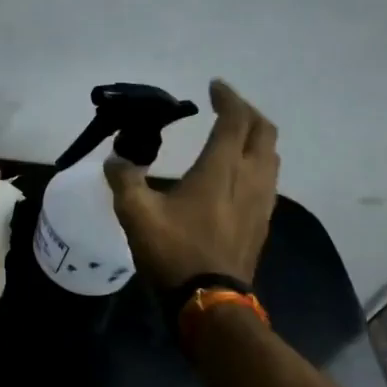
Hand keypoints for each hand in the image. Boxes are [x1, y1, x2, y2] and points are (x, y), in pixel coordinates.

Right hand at [104, 79, 278, 290]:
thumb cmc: (174, 252)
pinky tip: (237, 175)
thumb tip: (115, 160)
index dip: (228, 98)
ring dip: (256, 137)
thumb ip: (124, 180)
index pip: (235, 120)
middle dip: (247, 112)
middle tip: (226, 107)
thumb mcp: (136, 214)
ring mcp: (261, 201)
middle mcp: (249, 178)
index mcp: (221, 169)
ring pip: (271, 155)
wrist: (210, 301)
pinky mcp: (262, 221)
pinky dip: (256, 162)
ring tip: (234, 135)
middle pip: (264, 132)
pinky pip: (268, 178)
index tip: (213, 86)